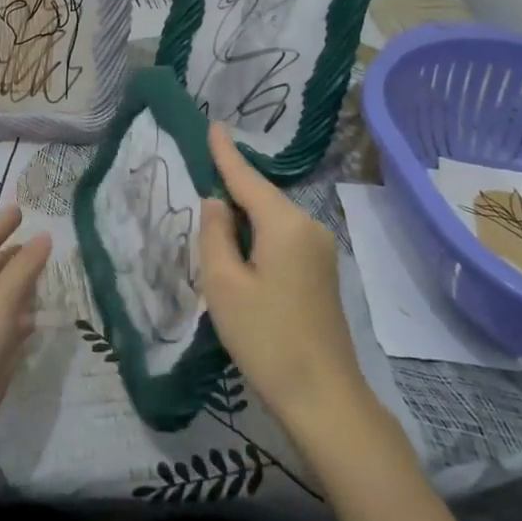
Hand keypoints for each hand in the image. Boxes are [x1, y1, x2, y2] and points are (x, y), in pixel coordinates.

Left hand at [0, 205, 51, 466]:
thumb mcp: (1, 298)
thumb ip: (24, 267)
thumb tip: (43, 235)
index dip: (1, 224)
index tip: (20, 210)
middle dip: (14, 252)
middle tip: (41, 240)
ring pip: (4, 295)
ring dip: (23, 282)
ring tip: (49, 271)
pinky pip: (11, 323)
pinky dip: (26, 313)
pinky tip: (43, 315)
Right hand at [199, 123, 373, 440]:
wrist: (323, 396)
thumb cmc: (266, 338)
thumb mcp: (224, 284)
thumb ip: (215, 234)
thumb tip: (218, 203)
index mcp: (285, 224)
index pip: (247, 178)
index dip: (225, 153)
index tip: (212, 124)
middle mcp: (309, 227)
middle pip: (261, 197)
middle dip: (231, 187)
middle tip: (198, 174)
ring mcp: (320, 250)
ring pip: (271, 219)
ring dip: (242, 217)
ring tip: (210, 216)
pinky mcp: (321, 272)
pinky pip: (282, 238)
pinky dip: (257, 236)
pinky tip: (238, 249)